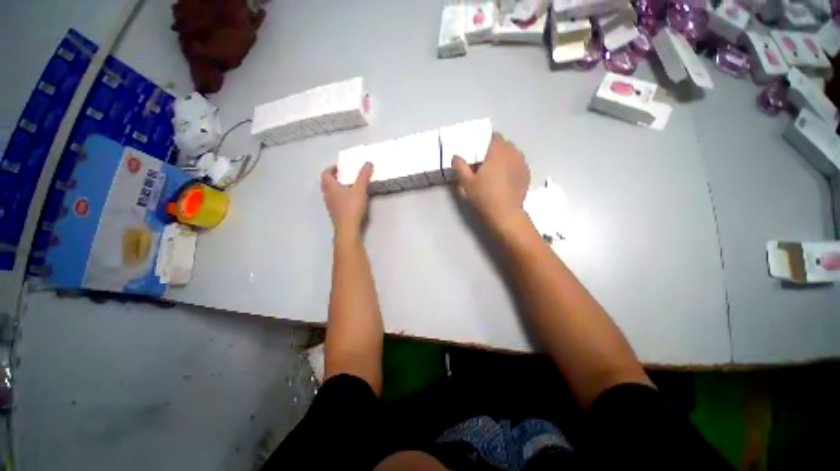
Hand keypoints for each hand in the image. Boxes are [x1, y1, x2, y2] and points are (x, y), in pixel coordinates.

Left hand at [321, 162, 372, 235]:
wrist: (348, 228)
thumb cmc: (351, 207)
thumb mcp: (360, 189)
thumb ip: (363, 176)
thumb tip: (368, 163)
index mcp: (330, 186)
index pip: (325, 173)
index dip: (332, 169)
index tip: (342, 167)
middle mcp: (327, 195)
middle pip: (327, 183)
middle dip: (336, 178)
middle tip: (346, 176)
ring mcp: (330, 205)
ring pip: (331, 192)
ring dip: (338, 188)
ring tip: (350, 187)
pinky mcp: (335, 213)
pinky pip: (336, 200)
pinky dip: (341, 197)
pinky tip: (352, 199)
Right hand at [452, 133, 529, 231]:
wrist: (505, 214)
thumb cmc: (484, 196)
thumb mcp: (467, 182)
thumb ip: (460, 166)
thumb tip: (456, 157)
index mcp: (497, 151)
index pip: (494, 136)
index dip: (486, 142)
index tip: (479, 153)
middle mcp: (513, 153)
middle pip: (504, 145)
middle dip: (495, 150)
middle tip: (485, 164)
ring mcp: (522, 164)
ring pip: (513, 154)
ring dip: (504, 158)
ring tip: (496, 172)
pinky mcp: (527, 174)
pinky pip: (518, 164)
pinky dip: (512, 167)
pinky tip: (505, 180)